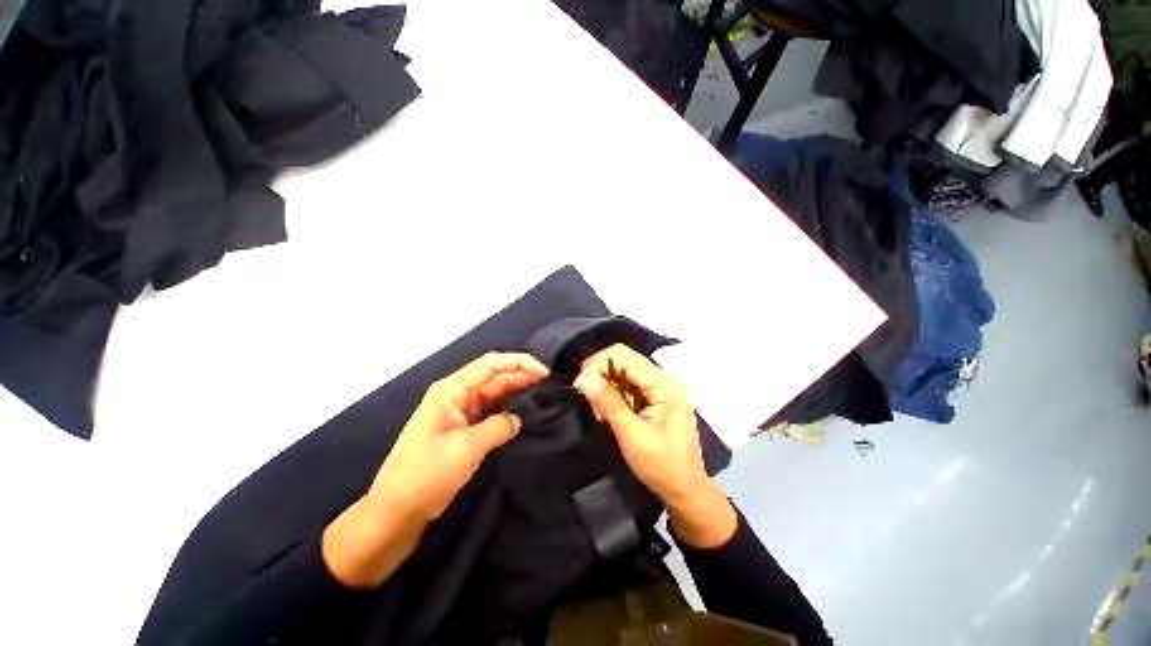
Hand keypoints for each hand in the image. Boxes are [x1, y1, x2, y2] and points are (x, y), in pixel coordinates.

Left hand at [323, 352, 548, 587]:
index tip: (543, 372)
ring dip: (517, 392)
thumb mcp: (466, 447)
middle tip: (548, 383)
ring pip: (495, 393)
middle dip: (521, 376)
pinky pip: (491, 411)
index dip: (519, 363)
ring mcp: (461, 411)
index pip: (490, 365)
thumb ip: (498, 427)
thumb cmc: (427, 474)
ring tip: (542, 394)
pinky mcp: (465, 428)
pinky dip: (508, 410)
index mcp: (451, 390)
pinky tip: (525, 413)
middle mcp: (457, 395)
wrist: (397, 511)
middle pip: (495, 376)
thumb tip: (518, 419)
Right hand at [574, 344, 735, 548]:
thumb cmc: (662, 467)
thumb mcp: (632, 437)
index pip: (625, 358)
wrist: (686, 489)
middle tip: (586, 394)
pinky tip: (608, 410)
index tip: (580, 387)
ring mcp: (662, 386)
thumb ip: (610, 405)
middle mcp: (665, 379)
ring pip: (624, 368)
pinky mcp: (656, 394)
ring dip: (605, 382)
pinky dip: (614, 391)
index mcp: (665, 386)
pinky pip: (629, 381)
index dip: (598, 367)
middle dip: (600, 372)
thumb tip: (586, 379)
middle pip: (625, 358)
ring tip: (598, 409)